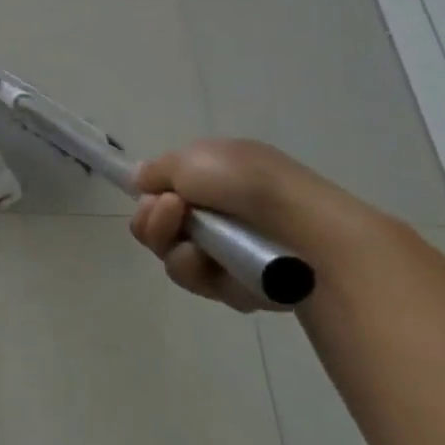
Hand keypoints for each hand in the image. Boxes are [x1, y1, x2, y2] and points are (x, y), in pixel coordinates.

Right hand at [128, 139, 380, 311]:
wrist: (302, 231)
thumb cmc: (248, 184)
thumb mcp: (193, 158)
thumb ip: (158, 170)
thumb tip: (142, 180)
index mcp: (214, 179)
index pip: (164, 191)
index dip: (151, 196)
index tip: (152, 194)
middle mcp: (216, 214)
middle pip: (157, 226)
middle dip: (153, 221)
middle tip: (172, 211)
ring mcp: (224, 251)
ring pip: (170, 255)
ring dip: (170, 245)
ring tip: (194, 243)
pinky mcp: (233, 286)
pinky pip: (195, 281)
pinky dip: (197, 272)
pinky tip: (212, 265)